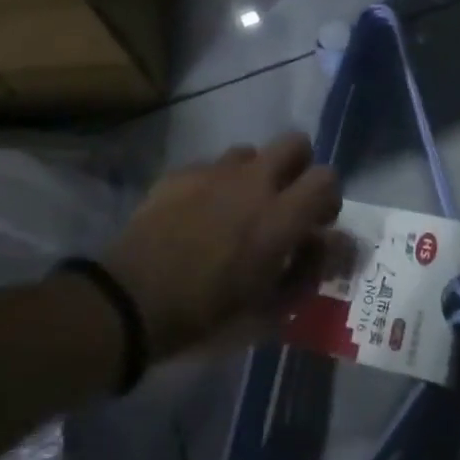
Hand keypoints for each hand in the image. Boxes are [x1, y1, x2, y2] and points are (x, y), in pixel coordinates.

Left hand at [103, 133, 340, 358]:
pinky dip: (215, 185)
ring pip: (250, 152)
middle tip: (285, 203)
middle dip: (298, 168)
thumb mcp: (267, 312)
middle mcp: (252, 182)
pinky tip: (198, 215)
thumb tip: (328, 246)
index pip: (327, 178)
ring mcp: (213, 172)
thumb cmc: (205, 315)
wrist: (130, 300)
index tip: (317, 223)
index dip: (328, 197)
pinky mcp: (180, 173)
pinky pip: (211, 167)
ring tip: (237, 209)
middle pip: (295, 143)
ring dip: (254, 175)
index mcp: (279, 216)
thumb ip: (306, 273)